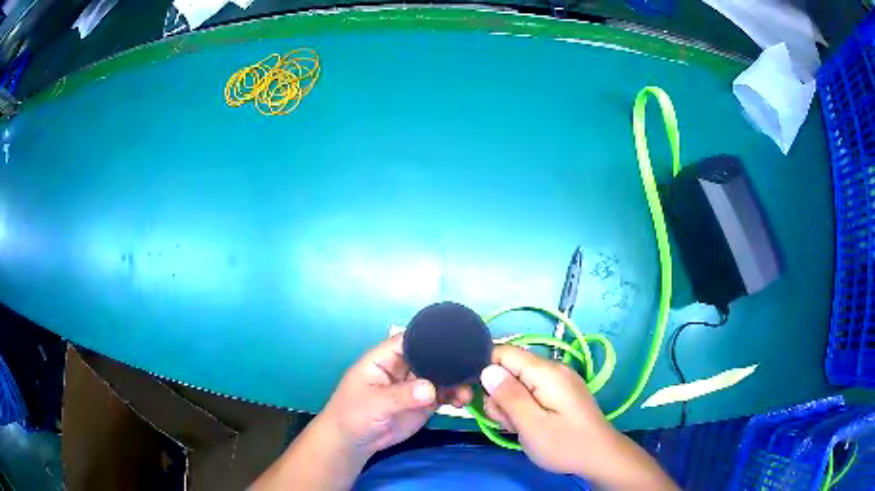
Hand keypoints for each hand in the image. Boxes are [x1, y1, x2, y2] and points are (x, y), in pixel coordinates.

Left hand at [253, 335, 472, 490]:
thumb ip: (402, 395)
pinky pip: (444, 394)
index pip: (411, 340)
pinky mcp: (424, 402)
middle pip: (432, 356)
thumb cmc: (354, 414)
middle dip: (451, 361)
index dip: (432, 338)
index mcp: (386, 357)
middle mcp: (404, 367)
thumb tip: (431, 389)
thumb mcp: (374, 403)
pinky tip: (463, 401)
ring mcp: (415, 384)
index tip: (458, 342)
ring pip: (441, 376)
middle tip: (473, 368)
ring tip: (467, 392)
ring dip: (456, 381)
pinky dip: (455, 395)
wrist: (354, 442)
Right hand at [480, 345, 676, 488]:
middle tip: (507, 422)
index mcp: (546, 372)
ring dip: (511, 404)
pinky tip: (529, 425)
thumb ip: (508, 396)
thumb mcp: (532, 425)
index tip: (480, 397)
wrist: (601, 457)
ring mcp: (559, 380)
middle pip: (510, 369)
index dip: (486, 370)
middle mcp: (553, 369)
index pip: (504, 352)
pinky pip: (532, 391)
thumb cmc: (565, 444)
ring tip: (520, 427)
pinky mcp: (561, 392)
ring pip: (519, 382)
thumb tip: (487, 370)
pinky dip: (524, 407)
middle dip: (499, 394)